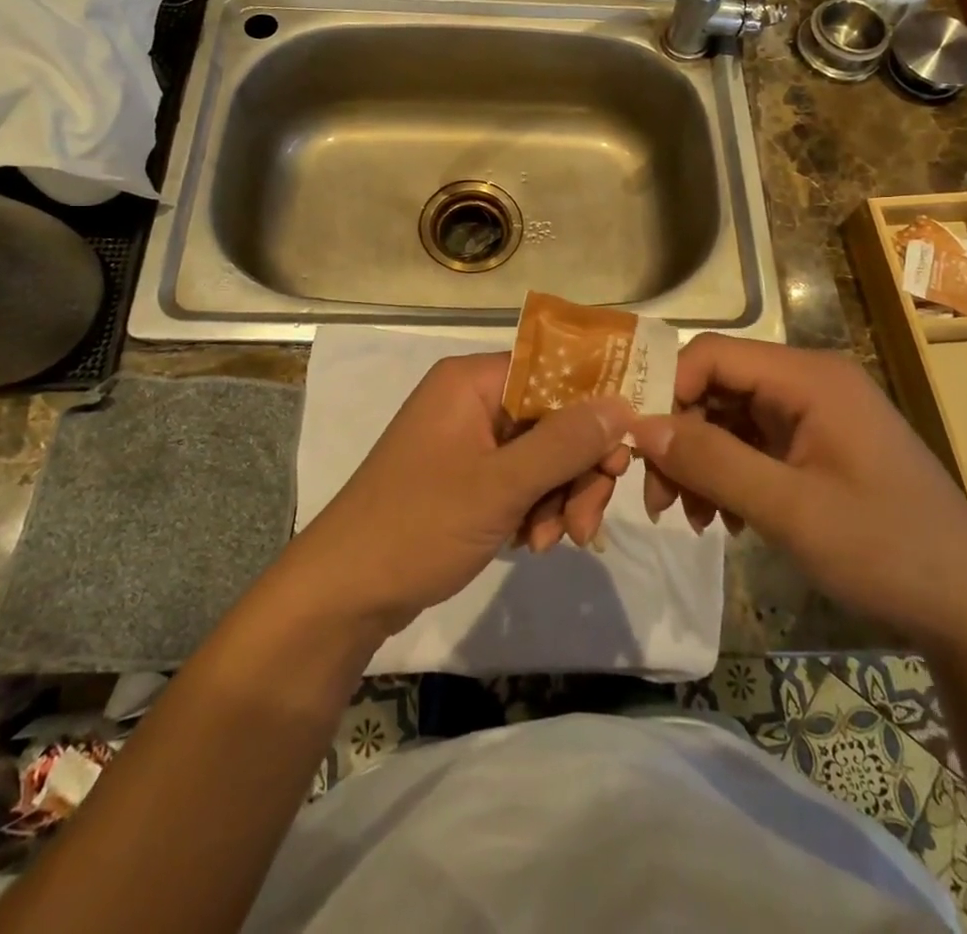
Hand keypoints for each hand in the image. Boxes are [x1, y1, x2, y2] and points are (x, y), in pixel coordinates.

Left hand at [287, 352, 635, 633]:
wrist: (344, 594)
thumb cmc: (418, 526)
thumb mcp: (499, 486)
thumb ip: (564, 443)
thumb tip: (623, 404)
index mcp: (470, 381)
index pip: (552, 372)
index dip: (594, 407)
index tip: (622, 454)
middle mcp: (470, 401)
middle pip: (551, 418)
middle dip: (576, 470)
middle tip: (586, 521)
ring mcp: (467, 440)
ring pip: (541, 454)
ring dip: (558, 497)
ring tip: (552, 542)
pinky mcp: (465, 477)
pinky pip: (519, 479)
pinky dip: (534, 509)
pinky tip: (530, 543)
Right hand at [629, 334, 966, 659]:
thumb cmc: (886, 550)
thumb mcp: (789, 509)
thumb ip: (711, 462)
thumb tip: (639, 427)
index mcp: (809, 377)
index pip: (713, 354)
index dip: (668, 390)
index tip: (640, 447)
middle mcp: (809, 383)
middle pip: (718, 387)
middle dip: (681, 437)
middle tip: (660, 500)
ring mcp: (815, 416)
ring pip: (730, 419)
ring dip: (701, 463)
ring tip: (693, 518)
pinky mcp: (817, 448)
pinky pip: (753, 446)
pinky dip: (729, 476)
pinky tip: (727, 521)